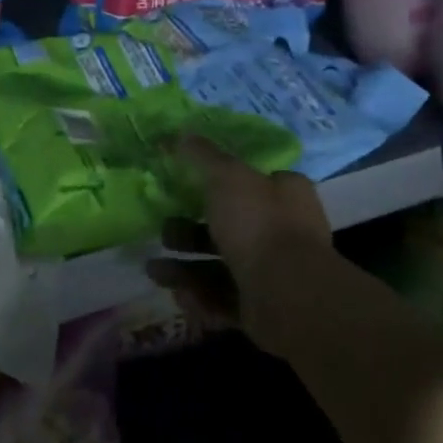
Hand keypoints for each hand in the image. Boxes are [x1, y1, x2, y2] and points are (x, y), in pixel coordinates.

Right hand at [149, 136, 336, 356]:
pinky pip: (224, 299)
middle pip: (229, 227)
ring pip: (221, 266)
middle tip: (164, 232)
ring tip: (154, 271)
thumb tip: (182, 133)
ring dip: (185, 269)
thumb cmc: (259, 224)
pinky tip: (177, 296)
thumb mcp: (226, 176)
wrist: (288, 295)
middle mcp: (284, 232)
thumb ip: (203, 156)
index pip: (253, 181)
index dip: (220, 183)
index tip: (186, 186)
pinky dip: (199, 298)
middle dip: (189, 231)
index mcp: (285, 195)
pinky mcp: (264, 309)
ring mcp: (275, 274)